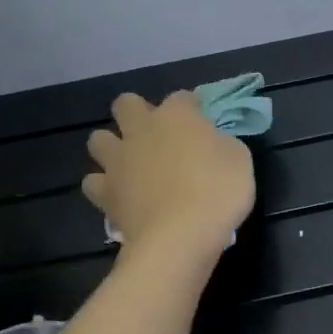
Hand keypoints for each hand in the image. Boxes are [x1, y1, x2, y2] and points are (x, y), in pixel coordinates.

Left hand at [82, 92, 254, 256]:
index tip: (202, 121)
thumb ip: (220, 143)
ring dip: (112, 146)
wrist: (181, 235)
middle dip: (138, 112)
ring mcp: (118, 161)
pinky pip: (93, 182)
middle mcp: (142, 130)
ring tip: (130, 163)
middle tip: (157, 135)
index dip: (192, 107)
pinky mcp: (105, 193)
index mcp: (177, 116)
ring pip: (98, 139)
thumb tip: (210, 143)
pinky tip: (119, 195)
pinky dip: (104, 186)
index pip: (182, 97)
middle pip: (126, 104)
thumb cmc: (219, 191)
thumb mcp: (239, 159)